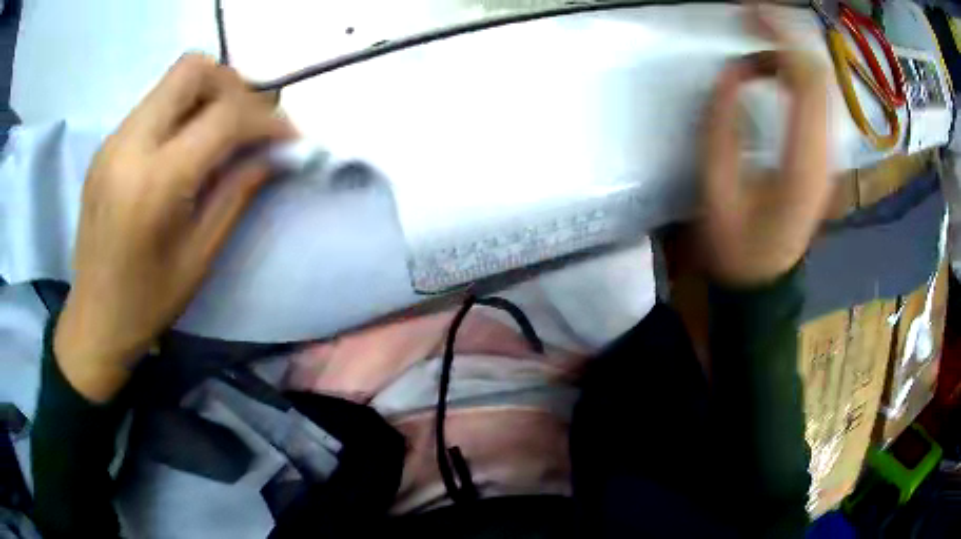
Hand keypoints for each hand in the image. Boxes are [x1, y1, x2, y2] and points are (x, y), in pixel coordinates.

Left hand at [55, 54, 293, 401]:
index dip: (266, 118)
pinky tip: (186, 146)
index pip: (223, 116)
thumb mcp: (200, 256)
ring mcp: (113, 141)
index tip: (289, 135)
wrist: (94, 320)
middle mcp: (129, 145)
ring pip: (172, 80)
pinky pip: (154, 104)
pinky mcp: (106, 145)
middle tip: (249, 122)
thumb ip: (238, 193)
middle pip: (193, 70)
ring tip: (221, 134)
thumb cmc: (147, 303)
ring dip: (208, 95)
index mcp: (155, 183)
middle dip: (233, 86)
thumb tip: (277, 154)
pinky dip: (182, 111)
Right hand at [699, 8, 832, 285]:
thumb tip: (734, 71)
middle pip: (820, 77)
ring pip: (822, 86)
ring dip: (793, 54)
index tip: (752, 13)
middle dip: (788, 38)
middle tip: (752, 18)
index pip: (806, 81)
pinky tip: (774, 69)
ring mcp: (829, 157)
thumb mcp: (716, 187)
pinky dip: (798, 75)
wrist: (765, 282)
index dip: (781, 38)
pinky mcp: (824, 158)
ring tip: (759, 36)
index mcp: (803, 163)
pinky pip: (819, 102)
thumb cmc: (737, 245)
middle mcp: (826, 155)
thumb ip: (723, 123)